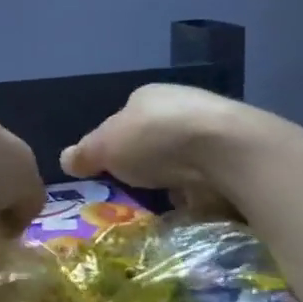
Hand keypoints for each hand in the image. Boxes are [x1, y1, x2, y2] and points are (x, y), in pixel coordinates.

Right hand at [61, 84, 269, 193]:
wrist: (227, 150)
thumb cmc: (156, 139)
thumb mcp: (105, 147)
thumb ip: (85, 153)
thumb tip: (65, 159)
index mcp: (147, 96)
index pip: (124, 119)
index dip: (116, 144)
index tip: (112, 170)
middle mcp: (182, 104)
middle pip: (156, 138)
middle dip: (148, 163)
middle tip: (138, 190)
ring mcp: (213, 129)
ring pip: (185, 158)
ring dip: (177, 178)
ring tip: (167, 204)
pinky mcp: (237, 155)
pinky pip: (211, 176)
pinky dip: (202, 190)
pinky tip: (196, 205)